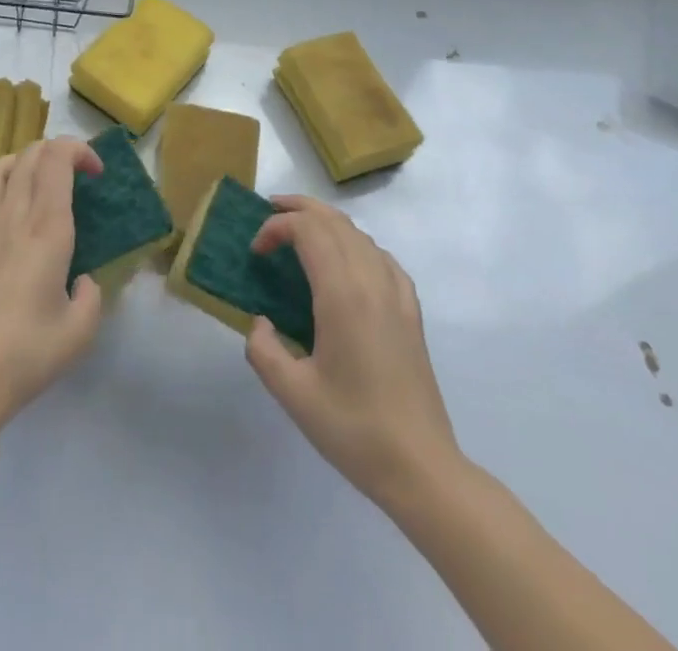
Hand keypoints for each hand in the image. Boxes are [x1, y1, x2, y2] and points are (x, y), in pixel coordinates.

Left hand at [0, 137, 104, 428]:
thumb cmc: (27, 354)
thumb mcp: (80, 332)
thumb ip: (92, 297)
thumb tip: (83, 281)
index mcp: (47, 229)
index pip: (58, 159)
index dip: (79, 151)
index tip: (95, 172)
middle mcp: (12, 216)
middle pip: (29, 155)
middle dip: (55, 152)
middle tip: (71, 177)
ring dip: (19, 163)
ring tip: (31, 181)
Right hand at [244, 195, 463, 506]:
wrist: (421, 468)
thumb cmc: (353, 429)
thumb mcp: (292, 393)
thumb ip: (263, 349)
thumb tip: (261, 322)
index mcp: (342, 295)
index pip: (308, 231)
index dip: (276, 228)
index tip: (256, 251)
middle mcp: (372, 282)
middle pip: (334, 221)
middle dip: (299, 209)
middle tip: (269, 213)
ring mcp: (397, 295)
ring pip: (359, 234)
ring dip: (326, 222)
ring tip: (299, 231)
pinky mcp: (411, 312)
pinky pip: (382, 257)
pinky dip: (355, 243)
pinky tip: (346, 261)